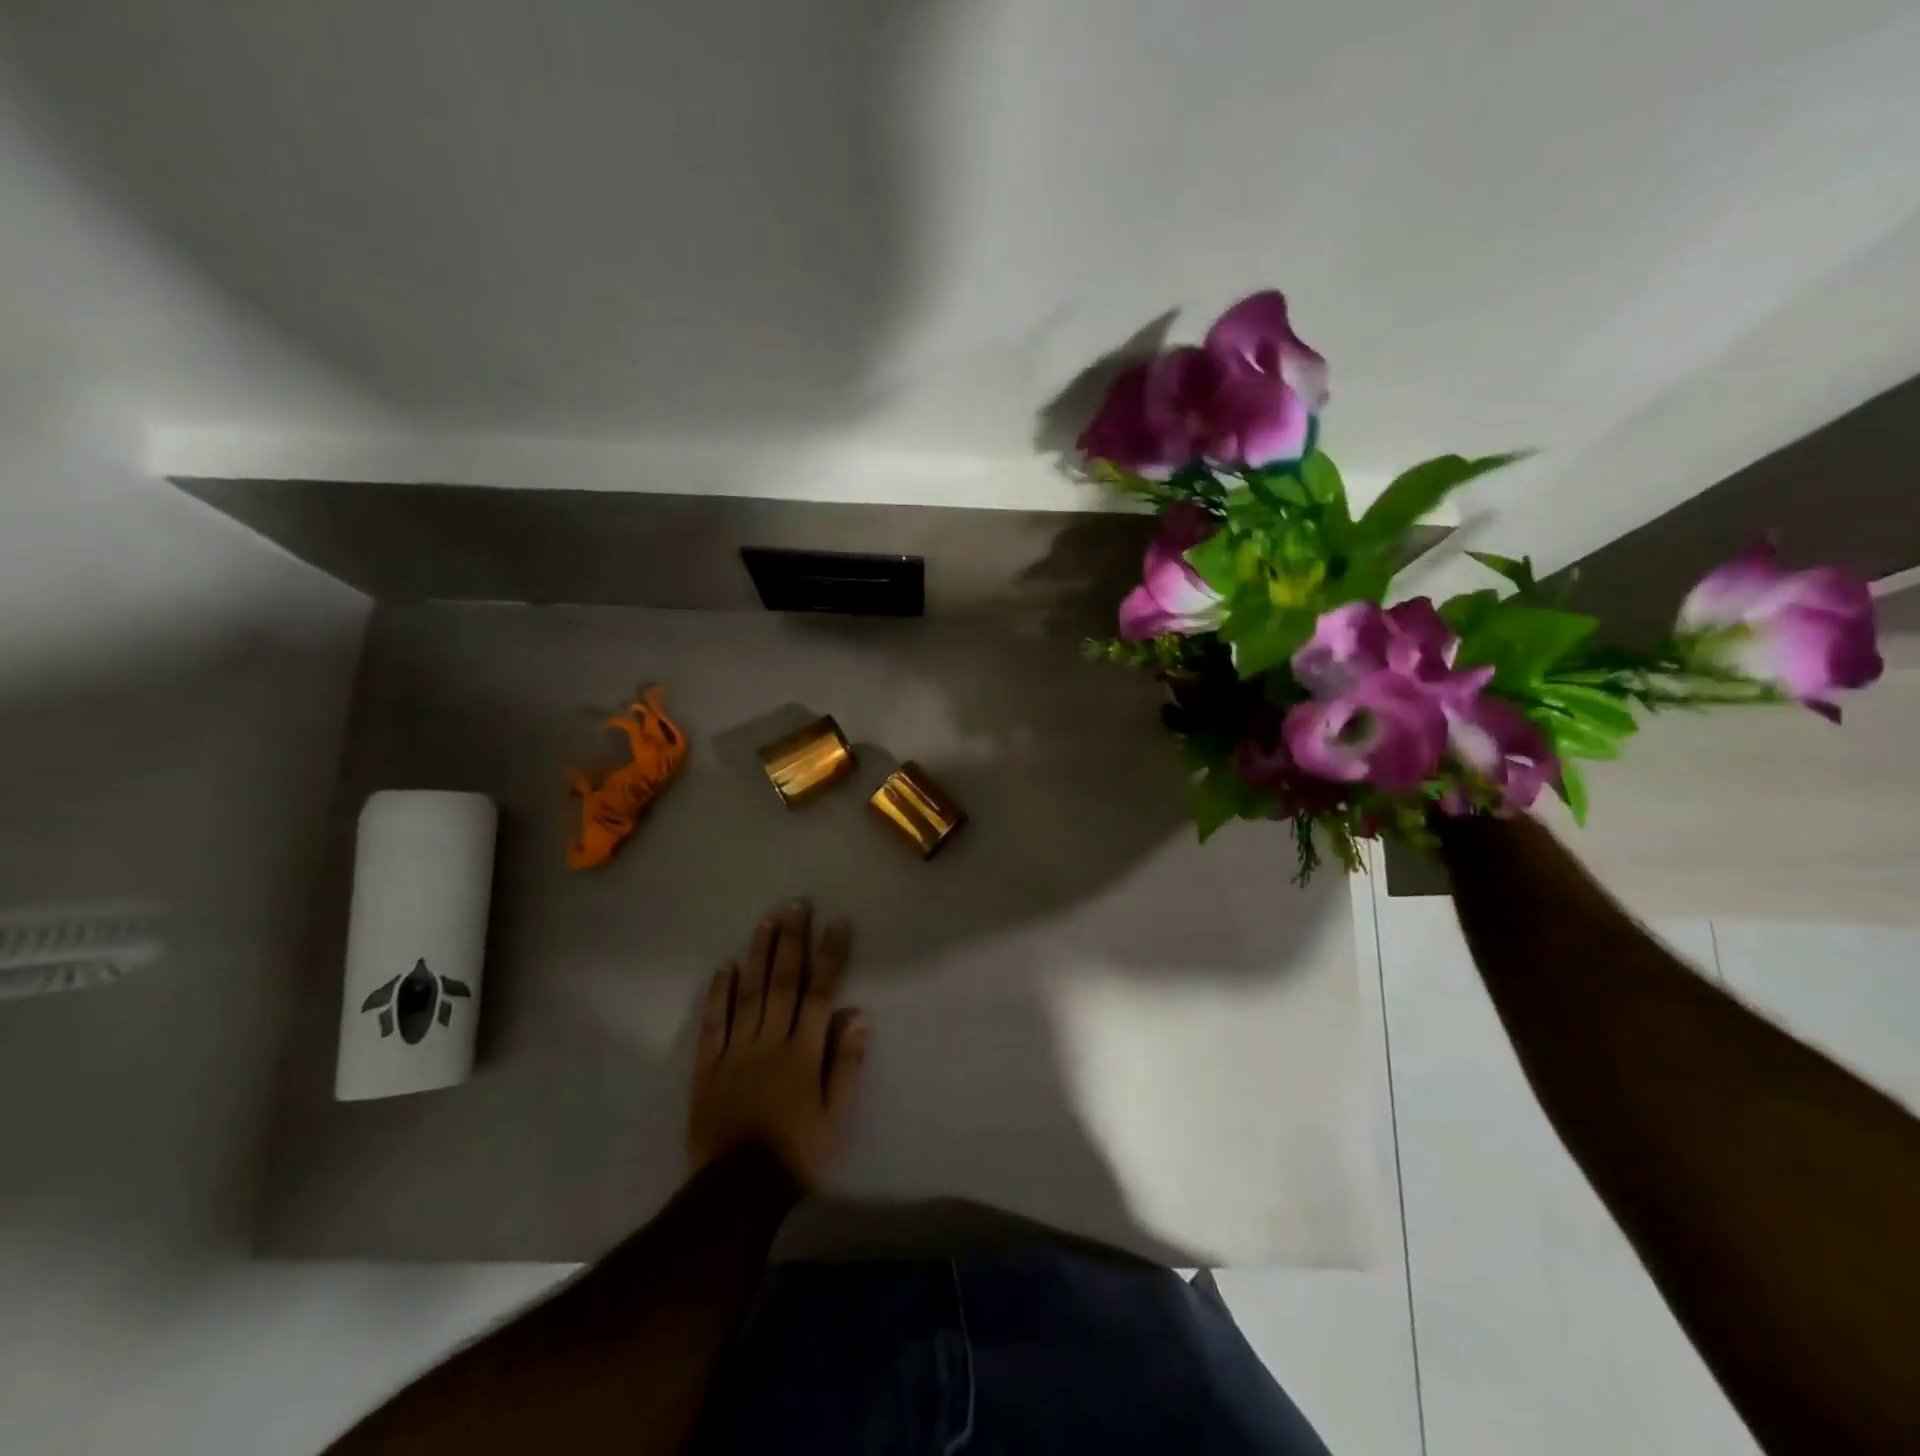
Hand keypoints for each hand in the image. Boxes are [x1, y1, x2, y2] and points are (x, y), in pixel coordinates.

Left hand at [687, 901, 868, 1188]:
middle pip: (782, 983)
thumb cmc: (797, 1156)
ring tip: (765, 922)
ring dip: (758, 955)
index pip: (821, 993)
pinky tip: (724, 968)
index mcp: (802, 1052)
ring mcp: (735, 1052)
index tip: (837, 923)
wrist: (737, 1193)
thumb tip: (860, 1016)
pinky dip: (718, 995)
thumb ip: (846, 1065)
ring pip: (747, 994)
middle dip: (792, 942)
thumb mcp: (836, 1117)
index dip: (830, 956)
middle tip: (796, 905)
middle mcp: (769, 1041)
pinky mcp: (708, 1067)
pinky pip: (713, 1024)